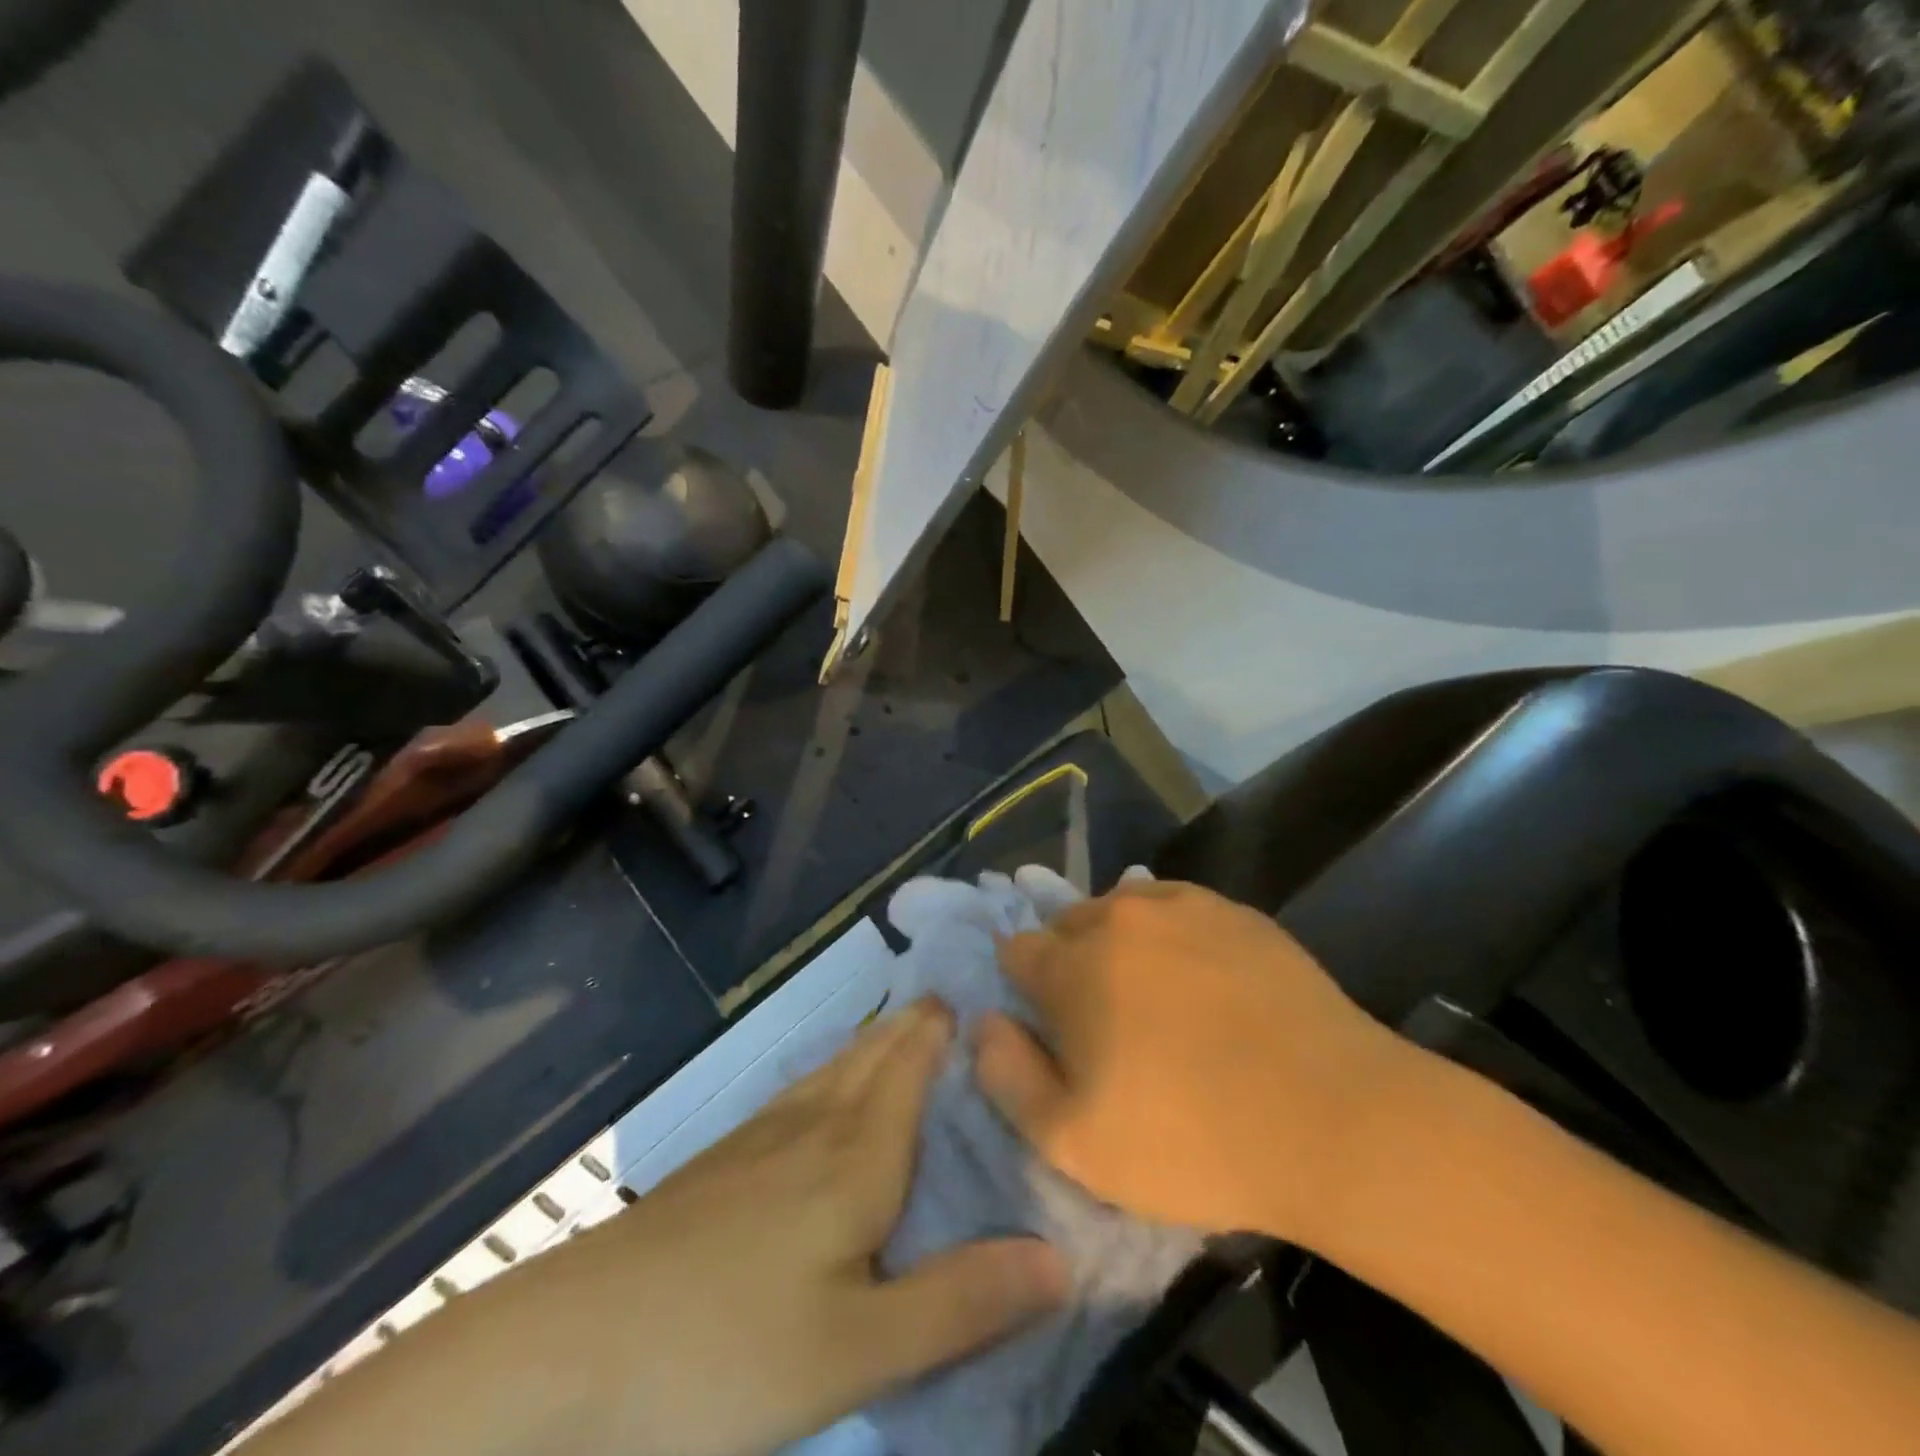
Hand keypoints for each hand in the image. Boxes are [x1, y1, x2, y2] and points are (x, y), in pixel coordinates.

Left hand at [605, 998, 1067, 1455]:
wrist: (568, 1349)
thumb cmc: (723, 1350)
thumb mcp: (857, 1351)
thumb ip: (960, 1302)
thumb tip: (1060, 1258)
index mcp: (857, 1156)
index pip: (914, 1066)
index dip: (946, 1026)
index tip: (983, 991)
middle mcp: (814, 1126)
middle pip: (875, 1054)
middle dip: (916, 1023)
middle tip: (955, 1000)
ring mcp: (761, 1137)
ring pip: (835, 1067)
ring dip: (875, 1040)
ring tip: (904, 1024)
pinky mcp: (723, 1161)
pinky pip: (800, 1090)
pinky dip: (833, 1070)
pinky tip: (824, 1088)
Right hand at [973, 880, 1419, 1243]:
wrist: (1334, 1119)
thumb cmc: (1191, 1140)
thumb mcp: (1073, 1143)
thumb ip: (1007, 1076)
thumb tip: (983, 1021)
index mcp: (1070, 965)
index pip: (1016, 950)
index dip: (1025, 989)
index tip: (1051, 1027)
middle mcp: (1117, 916)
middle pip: (1067, 925)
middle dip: (1070, 964)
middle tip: (1106, 1023)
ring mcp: (1181, 905)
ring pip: (1122, 911)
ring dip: (1120, 945)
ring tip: (1155, 1000)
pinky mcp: (1235, 911)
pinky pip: (1177, 908)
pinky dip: (1171, 935)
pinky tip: (1202, 980)